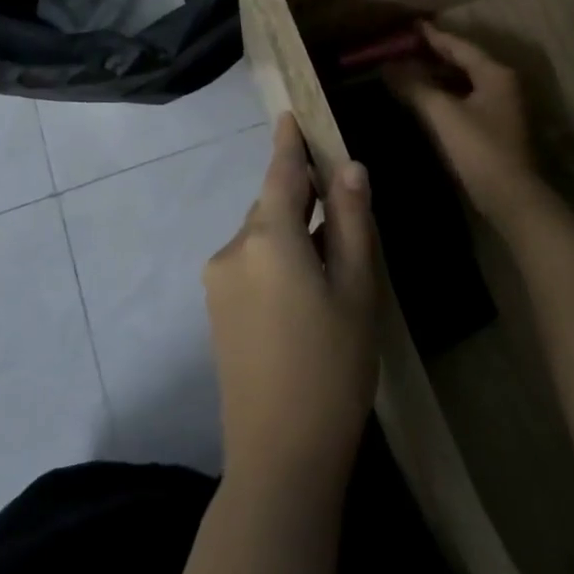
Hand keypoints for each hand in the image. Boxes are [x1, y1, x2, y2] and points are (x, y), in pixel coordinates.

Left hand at [204, 114, 380, 490]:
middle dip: (300, 195)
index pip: (280, 173)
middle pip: (270, 205)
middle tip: (340, 201)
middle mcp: (233, 250)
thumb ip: (351, 222)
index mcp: (268, 238)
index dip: (289, 143)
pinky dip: (276, 257)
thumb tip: (349, 168)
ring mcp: (219, 283)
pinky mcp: (217, 313)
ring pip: (261, 236)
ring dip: (290, 230)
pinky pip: (250, 263)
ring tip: (331, 254)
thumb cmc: (332, 368)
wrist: (279, 458)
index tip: (291, 115)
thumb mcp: (357, 290)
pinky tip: (305, 287)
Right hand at [385, 24, 535, 207]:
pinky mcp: (495, 128)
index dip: (433, 36)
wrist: (510, 197)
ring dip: (438, 76)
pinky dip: (445, 95)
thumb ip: (415, 86)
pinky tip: (426, 101)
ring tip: (409, 71)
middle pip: (464, 62)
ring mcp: (501, 107)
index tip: (412, 26)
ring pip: (465, 82)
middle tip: (405, 48)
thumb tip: (386, 66)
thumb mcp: (442, 114)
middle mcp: (502, 84)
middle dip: (434, 55)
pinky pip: (466, 100)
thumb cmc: (478, 149)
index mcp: (495, 73)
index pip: (460, 46)